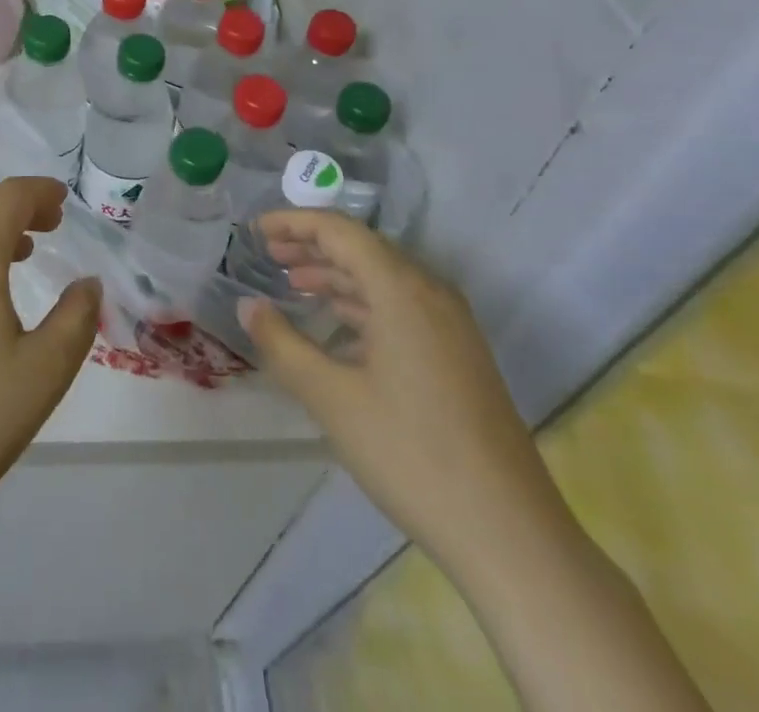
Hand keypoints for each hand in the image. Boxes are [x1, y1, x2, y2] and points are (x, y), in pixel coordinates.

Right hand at [239, 211, 574, 579]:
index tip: (255, 230)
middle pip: (363, 249)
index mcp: (402, 289)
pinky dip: (361, 306)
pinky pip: (401, 309)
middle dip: (312, 247)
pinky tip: (336, 330)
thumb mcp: (333, 398)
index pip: (340, 231)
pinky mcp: (458, 356)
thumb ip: (283, 345)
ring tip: (292, 284)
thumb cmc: (412, 454)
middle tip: (267, 253)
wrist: (510, 536)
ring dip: (336, 276)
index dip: (294, 222)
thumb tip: (248, 305)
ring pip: (383, 280)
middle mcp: (431, 293)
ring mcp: (450, 326)